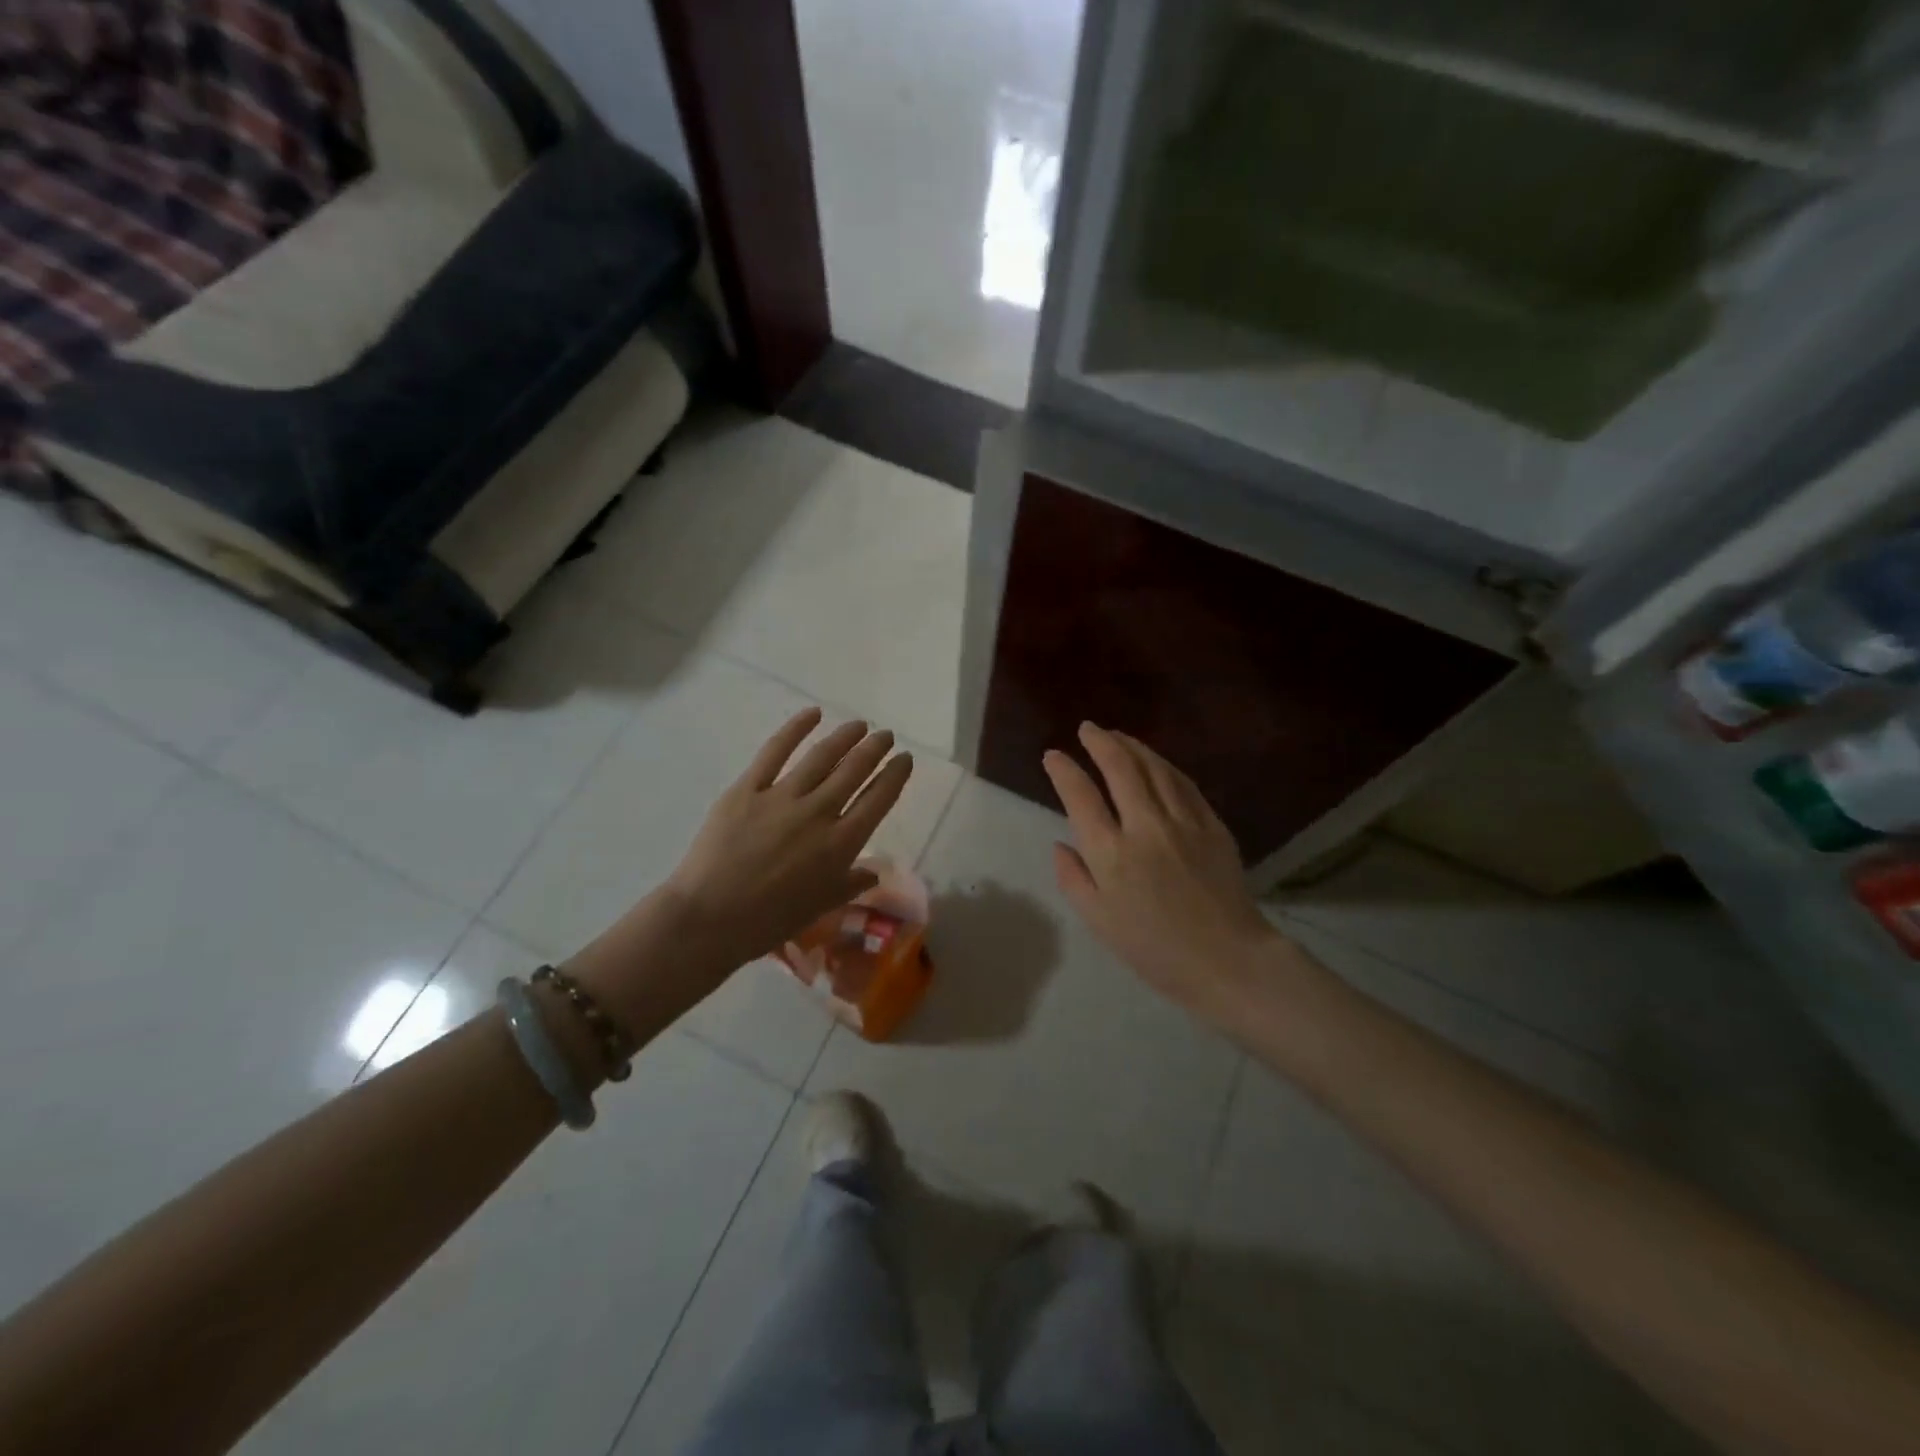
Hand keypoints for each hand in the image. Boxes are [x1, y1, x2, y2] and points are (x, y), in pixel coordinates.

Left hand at [667, 708, 912, 963]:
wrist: (709, 919)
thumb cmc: (769, 922)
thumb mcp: (820, 906)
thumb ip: (850, 884)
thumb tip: (874, 871)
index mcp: (840, 844)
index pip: (878, 799)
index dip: (895, 775)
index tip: (905, 759)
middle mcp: (818, 813)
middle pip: (855, 771)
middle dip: (875, 749)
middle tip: (886, 736)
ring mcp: (782, 797)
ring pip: (822, 756)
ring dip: (845, 736)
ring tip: (859, 725)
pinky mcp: (747, 788)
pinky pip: (775, 751)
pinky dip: (795, 728)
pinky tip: (812, 714)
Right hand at [1044, 723, 1285, 1022]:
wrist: (1228, 961)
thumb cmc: (1155, 950)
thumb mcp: (1099, 922)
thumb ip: (1073, 878)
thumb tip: (1061, 844)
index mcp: (1112, 854)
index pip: (1081, 796)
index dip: (1064, 770)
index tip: (1053, 756)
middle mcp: (1146, 827)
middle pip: (1120, 768)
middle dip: (1100, 742)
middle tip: (1087, 729)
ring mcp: (1183, 822)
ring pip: (1155, 768)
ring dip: (1132, 746)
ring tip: (1116, 735)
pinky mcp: (1212, 825)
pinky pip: (1184, 784)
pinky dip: (1164, 765)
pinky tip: (1156, 761)